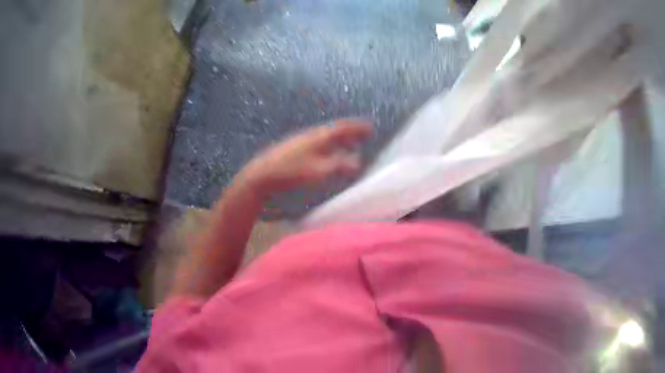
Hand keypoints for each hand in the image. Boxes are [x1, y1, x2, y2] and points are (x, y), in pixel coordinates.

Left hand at [239, 120, 372, 196]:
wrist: (261, 175)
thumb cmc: (291, 172)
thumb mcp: (318, 171)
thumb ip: (339, 165)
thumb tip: (358, 162)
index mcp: (319, 136)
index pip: (343, 128)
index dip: (358, 127)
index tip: (371, 127)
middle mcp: (311, 135)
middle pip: (335, 131)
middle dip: (351, 133)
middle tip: (364, 136)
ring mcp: (301, 141)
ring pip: (326, 137)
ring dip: (340, 140)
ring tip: (350, 146)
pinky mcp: (293, 150)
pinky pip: (318, 144)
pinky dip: (329, 147)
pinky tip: (327, 156)